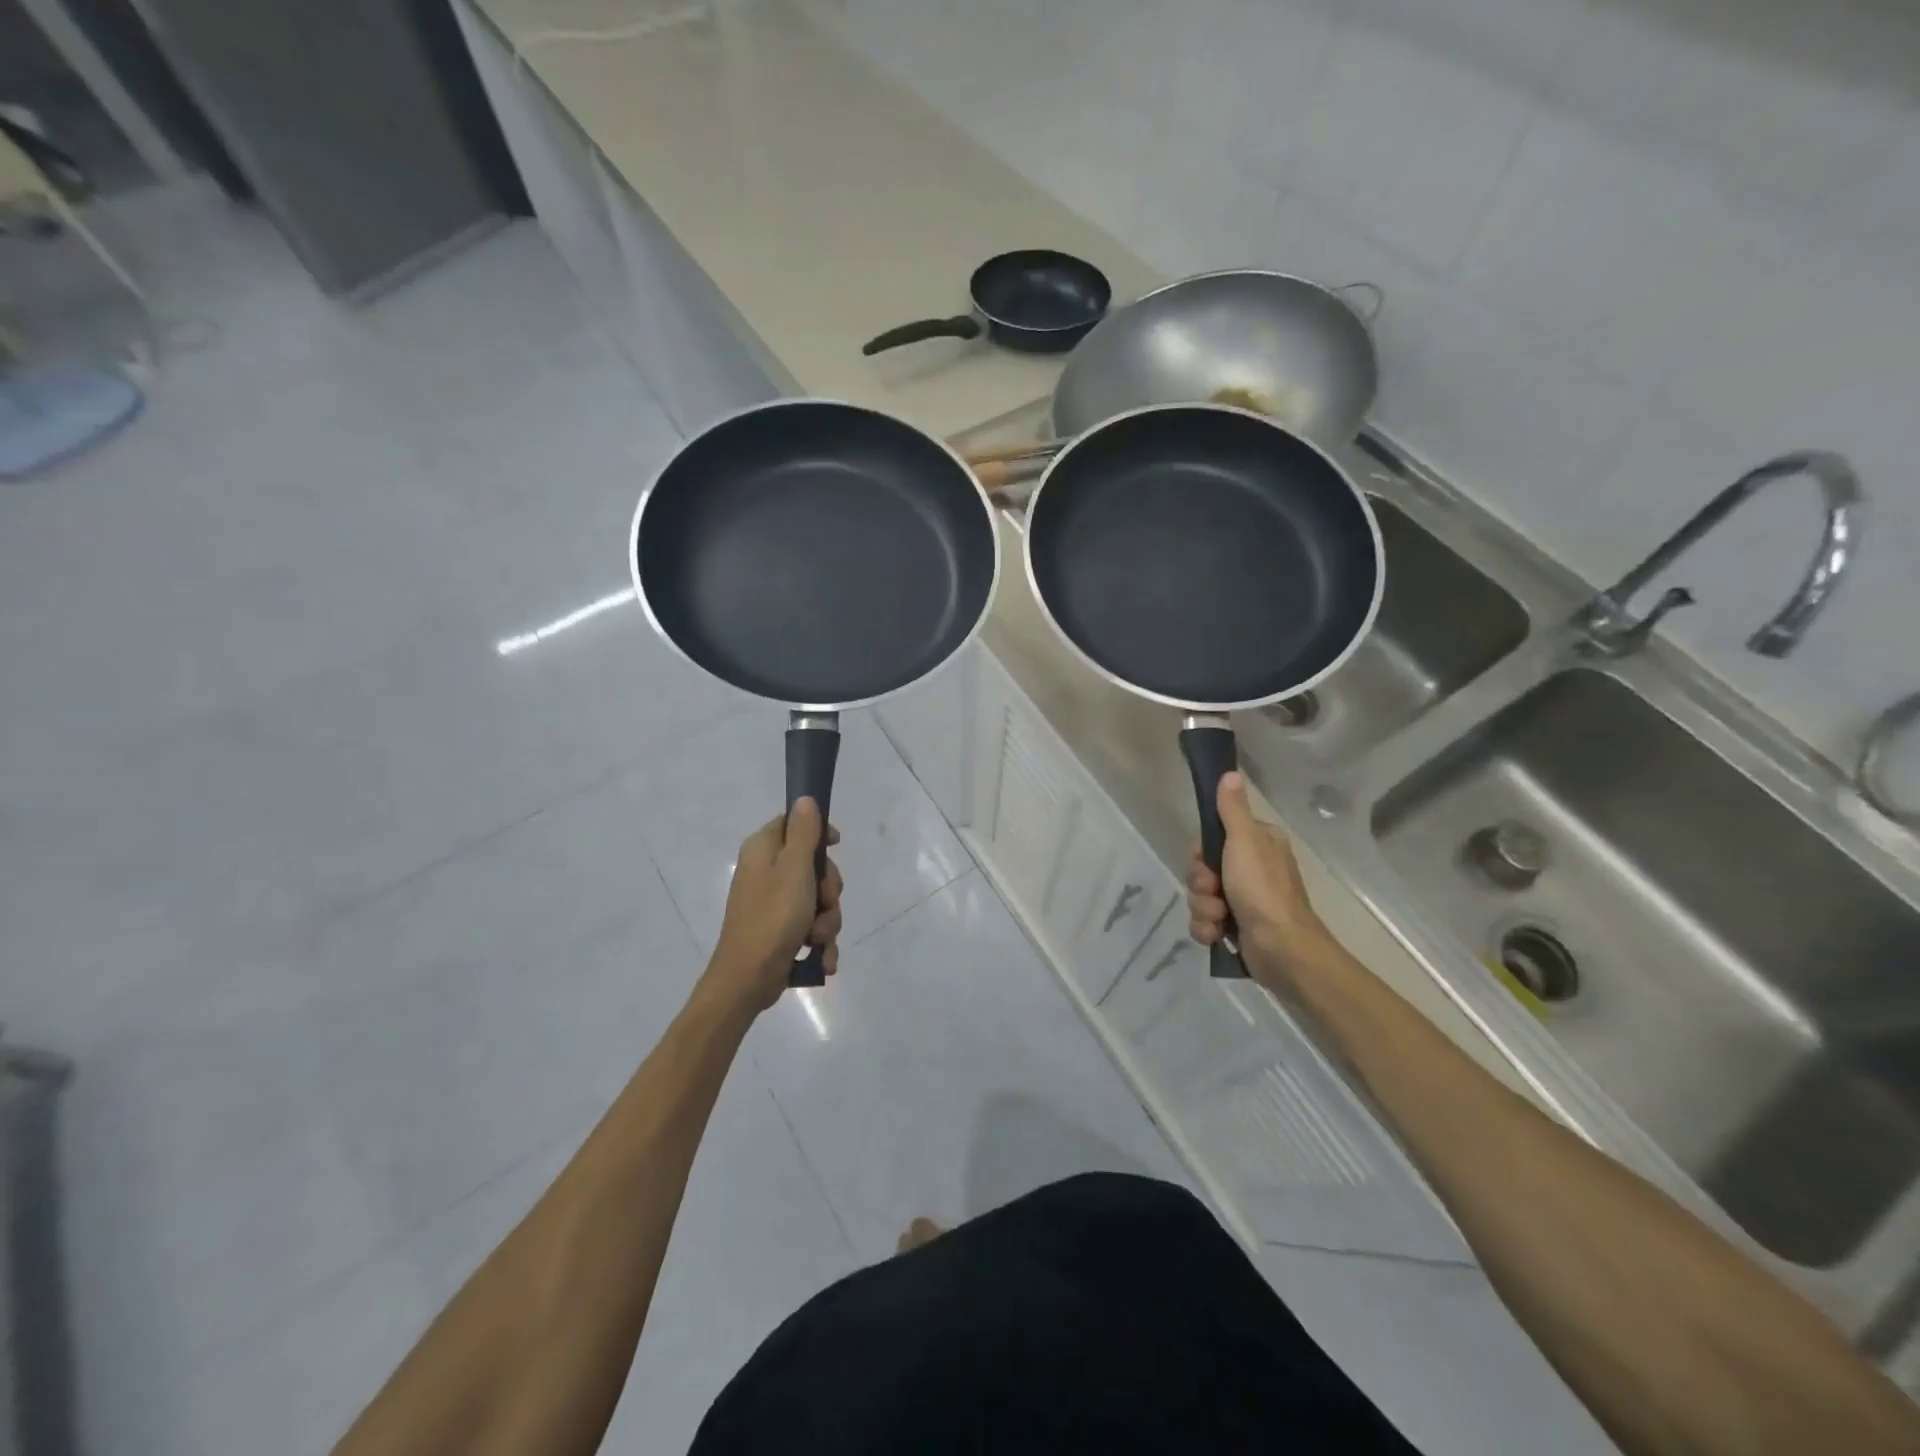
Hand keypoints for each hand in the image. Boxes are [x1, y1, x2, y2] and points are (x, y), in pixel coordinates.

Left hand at [708, 799, 843, 1013]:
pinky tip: (821, 957)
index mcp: (763, 850)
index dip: (819, 833)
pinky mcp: (780, 930)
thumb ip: (803, 833)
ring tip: (817, 939)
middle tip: (824, 903)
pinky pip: (810, 926)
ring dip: (826, 920)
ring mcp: (773, 903)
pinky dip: (819, 941)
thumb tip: (804, 798)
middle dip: (828, 890)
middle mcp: (765, 872)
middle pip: (813, 865)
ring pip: (817, 899)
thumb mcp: (794, 870)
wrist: (747, 980)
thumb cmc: (772, 918)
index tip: (836, 846)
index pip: (794, 823)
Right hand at [1188, 772, 1332, 992]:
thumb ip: (1232, 809)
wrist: (1282, 948)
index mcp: (1258, 844)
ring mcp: (1244, 900)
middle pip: (1203, 868)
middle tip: (1214, 891)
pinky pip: (1205, 921)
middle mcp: (1251, 869)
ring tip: (1220, 919)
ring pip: (1202, 896)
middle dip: (1201, 884)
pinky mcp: (1237, 927)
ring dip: (1204, 908)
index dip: (1202, 851)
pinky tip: (1217, 935)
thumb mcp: (1245, 841)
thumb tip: (1230, 773)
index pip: (1214, 837)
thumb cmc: (1263, 889)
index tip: (1205, 859)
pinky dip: (1208, 929)